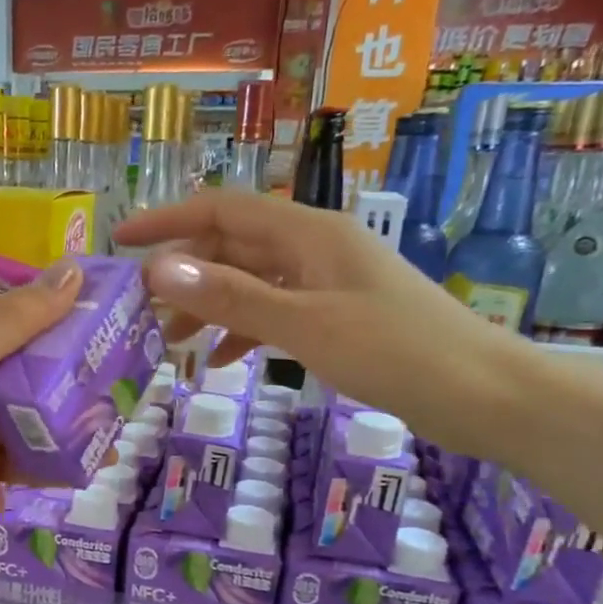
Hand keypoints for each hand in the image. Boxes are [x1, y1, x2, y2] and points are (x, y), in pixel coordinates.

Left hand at [0, 259, 83, 559]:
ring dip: (31, 464)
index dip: (56, 358)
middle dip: (57, 423)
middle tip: (103, 435)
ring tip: (72, 474)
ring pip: (1, 457)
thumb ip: (13, 322)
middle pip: (14, 412)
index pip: (14, 355)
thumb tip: (75, 268)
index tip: (104, 365)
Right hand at [115, 193, 541, 453]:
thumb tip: (159, 270)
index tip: (119, 242)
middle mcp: (312, 247)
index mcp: (307, 233)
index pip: (221, 209)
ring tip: (171, 342)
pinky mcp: (336, 316)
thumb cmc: (396, 352)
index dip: (166, 220)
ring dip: (208, 306)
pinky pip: (274, 312)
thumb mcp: (304, 325)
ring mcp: (325, 282)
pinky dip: (242, 331)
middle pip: (231, 247)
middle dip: (183, 275)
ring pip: (249, 282)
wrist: (483, 394)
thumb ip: (231, 297)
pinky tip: (220, 362)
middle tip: (141, 313)